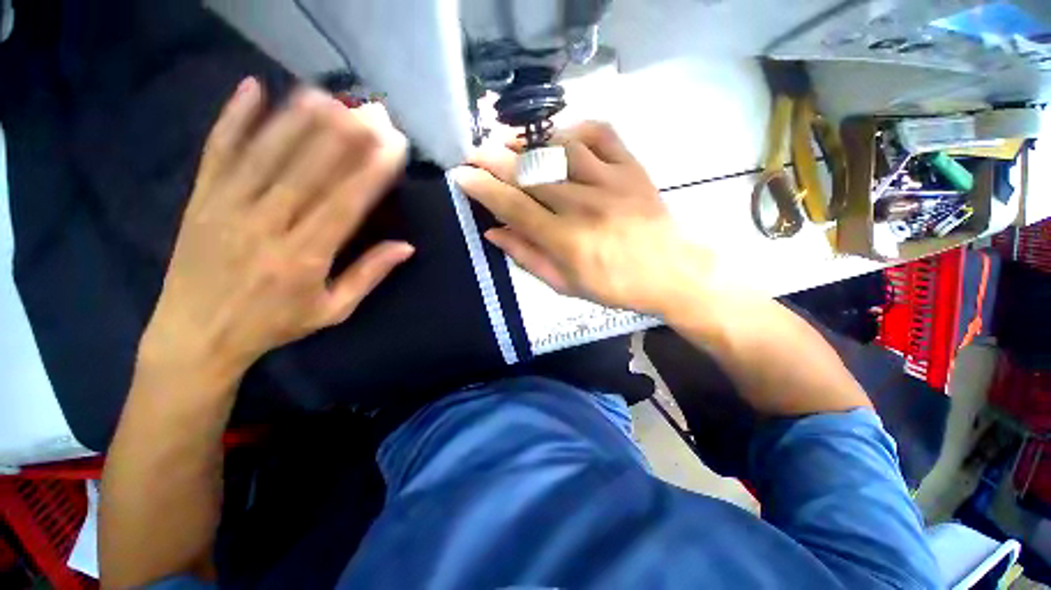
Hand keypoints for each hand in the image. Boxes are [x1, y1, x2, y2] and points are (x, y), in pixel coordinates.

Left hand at [140, 78, 411, 382]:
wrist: (195, 336)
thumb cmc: (272, 325)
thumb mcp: (332, 311)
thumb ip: (368, 275)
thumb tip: (406, 247)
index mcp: (303, 257)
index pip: (345, 204)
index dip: (371, 172)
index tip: (394, 146)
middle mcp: (265, 225)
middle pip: (308, 170)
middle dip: (343, 136)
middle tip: (370, 110)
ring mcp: (226, 206)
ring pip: (266, 153)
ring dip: (299, 119)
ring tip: (328, 93)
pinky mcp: (199, 198)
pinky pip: (217, 151)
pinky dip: (233, 118)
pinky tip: (252, 88)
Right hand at [453, 122, 711, 316]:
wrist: (670, 272)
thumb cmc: (614, 285)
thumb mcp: (565, 285)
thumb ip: (528, 257)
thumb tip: (493, 233)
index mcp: (566, 240)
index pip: (513, 206)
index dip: (482, 188)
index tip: (461, 176)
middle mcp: (583, 205)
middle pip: (530, 172)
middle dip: (494, 159)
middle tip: (473, 153)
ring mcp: (610, 181)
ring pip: (559, 148)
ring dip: (527, 142)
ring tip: (509, 143)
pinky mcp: (631, 167)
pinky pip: (600, 133)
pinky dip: (574, 128)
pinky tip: (558, 137)